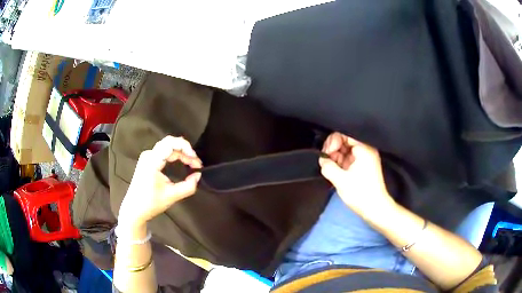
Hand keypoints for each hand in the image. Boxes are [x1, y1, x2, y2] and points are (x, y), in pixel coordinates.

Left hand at [118, 136, 201, 227]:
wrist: (134, 209)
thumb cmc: (150, 203)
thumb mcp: (172, 196)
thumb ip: (189, 186)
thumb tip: (198, 175)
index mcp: (152, 161)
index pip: (170, 143)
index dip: (186, 148)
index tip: (196, 160)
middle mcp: (148, 155)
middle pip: (170, 142)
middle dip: (186, 150)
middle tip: (196, 163)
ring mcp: (147, 157)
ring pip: (168, 146)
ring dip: (181, 153)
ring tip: (192, 163)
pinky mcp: (148, 161)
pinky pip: (164, 152)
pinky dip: (175, 155)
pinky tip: (183, 162)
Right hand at [319, 132, 396, 218]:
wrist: (374, 208)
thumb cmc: (361, 193)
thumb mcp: (340, 180)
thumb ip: (328, 166)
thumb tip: (322, 160)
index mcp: (364, 148)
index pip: (345, 134)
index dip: (333, 141)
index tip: (327, 154)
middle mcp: (366, 149)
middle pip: (345, 140)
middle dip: (333, 149)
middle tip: (326, 161)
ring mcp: (365, 157)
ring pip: (346, 149)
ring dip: (335, 157)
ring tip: (330, 168)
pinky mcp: (363, 165)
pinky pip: (349, 158)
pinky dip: (340, 163)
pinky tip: (335, 171)